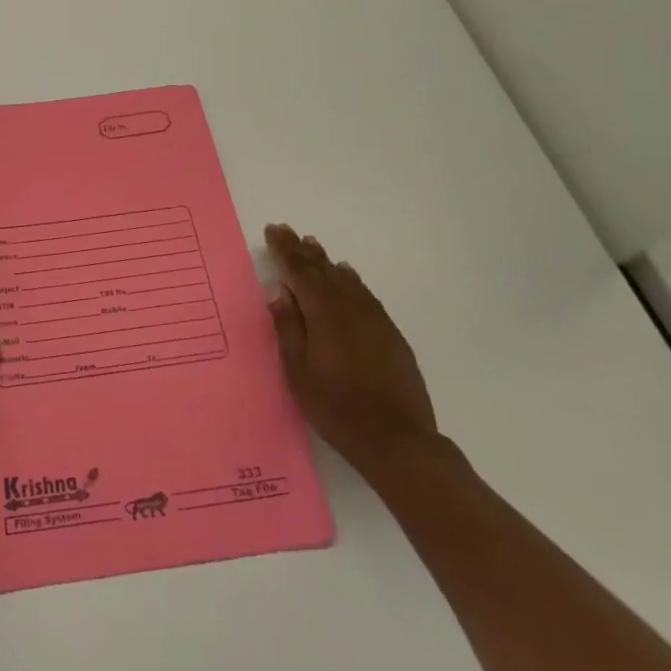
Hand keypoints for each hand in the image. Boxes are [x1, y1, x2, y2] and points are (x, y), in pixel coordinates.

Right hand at [265, 224, 439, 480]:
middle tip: (288, 232)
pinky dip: (351, 280)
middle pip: (323, 270)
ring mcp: (374, 319)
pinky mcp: (390, 333)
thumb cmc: (336, 407)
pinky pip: (365, 294)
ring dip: (327, 262)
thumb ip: (288, 326)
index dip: (285, 250)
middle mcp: (350, 306)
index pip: (300, 271)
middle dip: (303, 250)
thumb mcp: (298, 371)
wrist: (397, 439)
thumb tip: (279, 289)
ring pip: (346, 279)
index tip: (274, 230)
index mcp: (323, 312)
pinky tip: (348, 277)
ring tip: (313, 247)